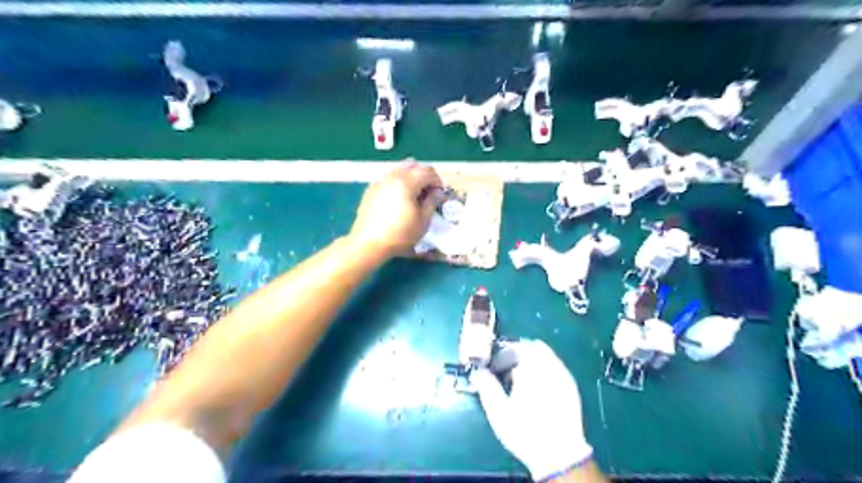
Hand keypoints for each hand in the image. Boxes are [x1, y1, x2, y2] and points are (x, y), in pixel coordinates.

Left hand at [348, 162, 444, 259]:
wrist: (369, 243)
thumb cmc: (400, 234)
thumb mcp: (423, 220)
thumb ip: (431, 201)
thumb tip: (435, 192)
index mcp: (407, 182)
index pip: (427, 171)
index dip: (437, 181)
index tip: (438, 194)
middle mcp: (392, 177)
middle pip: (413, 166)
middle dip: (424, 177)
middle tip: (428, 193)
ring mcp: (380, 182)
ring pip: (399, 170)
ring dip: (411, 179)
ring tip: (414, 196)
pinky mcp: (371, 190)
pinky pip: (389, 179)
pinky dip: (398, 183)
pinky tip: (399, 200)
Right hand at [470, 342, 593, 480]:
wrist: (560, 456)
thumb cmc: (526, 431)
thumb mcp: (498, 411)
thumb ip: (486, 386)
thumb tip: (477, 371)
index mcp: (532, 367)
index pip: (514, 348)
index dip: (500, 356)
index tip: (492, 368)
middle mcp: (550, 365)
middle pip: (530, 348)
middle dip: (515, 356)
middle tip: (503, 371)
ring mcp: (563, 375)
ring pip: (543, 356)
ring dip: (528, 362)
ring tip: (517, 381)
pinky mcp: (570, 386)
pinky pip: (553, 367)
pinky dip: (541, 370)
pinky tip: (534, 389)